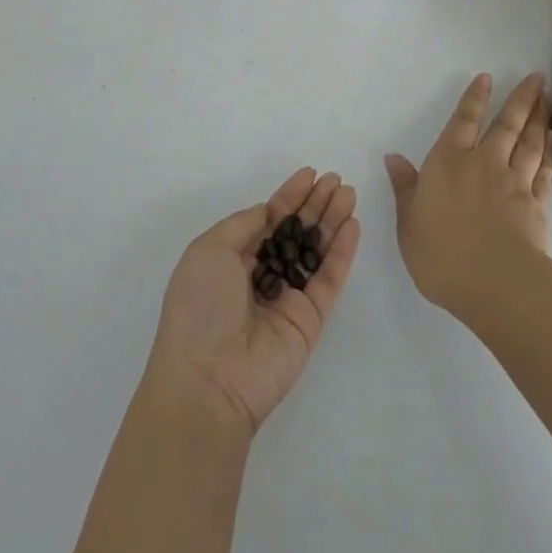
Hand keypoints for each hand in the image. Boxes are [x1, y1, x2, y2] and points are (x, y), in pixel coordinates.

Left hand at [146, 168, 359, 435]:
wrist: (208, 378)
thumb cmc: (200, 305)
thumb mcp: (209, 250)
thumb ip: (243, 225)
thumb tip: (269, 211)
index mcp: (232, 258)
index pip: (268, 219)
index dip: (289, 196)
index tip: (310, 174)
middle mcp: (262, 274)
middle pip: (296, 231)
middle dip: (315, 204)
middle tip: (337, 180)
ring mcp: (288, 297)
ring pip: (316, 250)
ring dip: (332, 221)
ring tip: (349, 193)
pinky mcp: (310, 319)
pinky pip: (329, 278)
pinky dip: (341, 252)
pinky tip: (352, 225)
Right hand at [385, 72, 551, 321]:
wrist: (496, 283)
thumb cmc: (442, 254)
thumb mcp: (409, 223)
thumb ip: (405, 188)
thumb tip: (393, 157)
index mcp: (448, 163)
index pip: (462, 122)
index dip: (474, 99)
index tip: (487, 78)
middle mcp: (483, 163)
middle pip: (506, 124)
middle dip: (520, 99)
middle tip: (537, 77)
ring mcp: (514, 182)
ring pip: (529, 142)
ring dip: (538, 118)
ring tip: (547, 100)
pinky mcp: (536, 204)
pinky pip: (544, 170)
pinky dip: (549, 152)